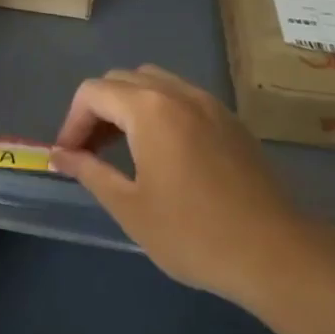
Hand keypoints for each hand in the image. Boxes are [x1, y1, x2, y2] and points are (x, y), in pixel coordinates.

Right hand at [50, 65, 315, 307]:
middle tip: (90, 153)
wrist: (275, 253)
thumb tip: (59, 155)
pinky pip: (182, 98)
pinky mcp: (231, 121)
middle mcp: (179, 93)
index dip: (71, 121)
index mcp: (150, 109)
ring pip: (155, 84)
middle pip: (122, 80)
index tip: (67, 157)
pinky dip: (159, 112)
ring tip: (122, 150)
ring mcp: (210, 104)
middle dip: (97, 111)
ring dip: (128, 107)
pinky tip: (162, 153)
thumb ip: (90, 171)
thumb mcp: (130, 207)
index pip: (93, 92)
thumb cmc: (193, 233)